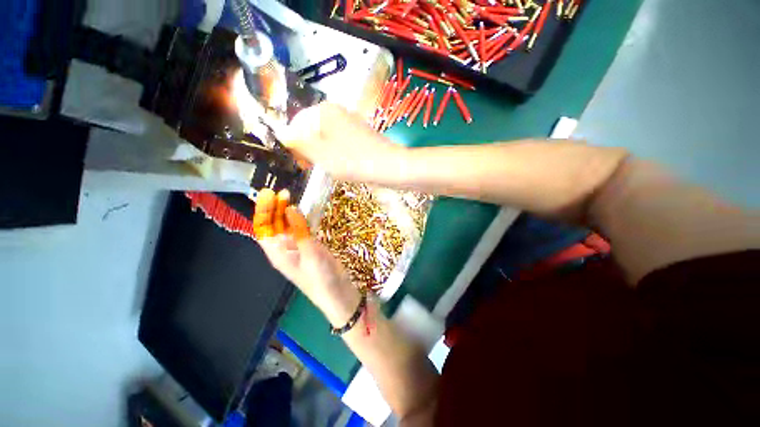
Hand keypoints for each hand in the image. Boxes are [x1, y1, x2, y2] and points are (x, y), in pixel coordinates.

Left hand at [253, 188, 360, 324]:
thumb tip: (290, 208)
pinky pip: (301, 229)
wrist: (338, 293)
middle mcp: (284, 249)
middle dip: (274, 208)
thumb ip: (300, 231)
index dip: (263, 211)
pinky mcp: (310, 246)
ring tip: (291, 196)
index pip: (264, 229)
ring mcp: (298, 247)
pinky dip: (301, 218)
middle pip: (274, 226)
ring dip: (287, 212)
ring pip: (288, 226)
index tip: (268, 194)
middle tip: (281, 191)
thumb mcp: (310, 254)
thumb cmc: (321, 278)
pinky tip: (304, 210)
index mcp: (278, 254)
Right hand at [282, 103, 406, 181]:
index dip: (295, 143)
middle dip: (309, 148)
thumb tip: (283, 134)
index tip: (299, 162)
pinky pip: (340, 142)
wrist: (389, 167)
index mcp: (324, 111)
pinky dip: (336, 153)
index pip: (298, 123)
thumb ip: (299, 142)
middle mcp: (337, 112)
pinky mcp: (360, 134)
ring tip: (328, 167)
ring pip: (327, 137)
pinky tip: (341, 164)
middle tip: (312, 167)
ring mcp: (351, 122)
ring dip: (322, 152)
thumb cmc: (353, 161)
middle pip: (313, 129)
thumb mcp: (321, 154)